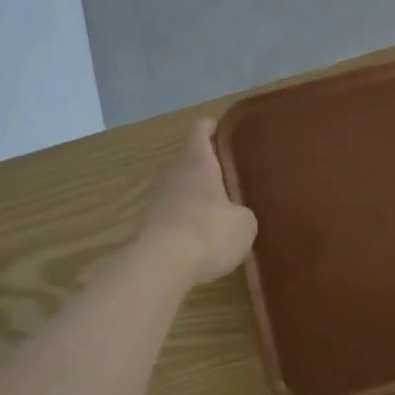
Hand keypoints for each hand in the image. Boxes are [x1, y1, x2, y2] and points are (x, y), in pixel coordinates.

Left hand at [138, 119, 257, 285]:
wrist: (160, 267)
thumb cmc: (208, 233)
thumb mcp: (244, 224)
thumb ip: (243, 213)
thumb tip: (236, 216)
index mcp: (198, 162)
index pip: (200, 130)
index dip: (212, 127)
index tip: (223, 130)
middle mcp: (175, 174)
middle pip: (191, 160)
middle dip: (209, 167)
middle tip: (232, 177)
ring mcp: (159, 200)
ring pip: (182, 188)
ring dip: (198, 196)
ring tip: (221, 211)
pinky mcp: (151, 226)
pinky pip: (174, 214)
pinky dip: (188, 220)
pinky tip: (204, 239)